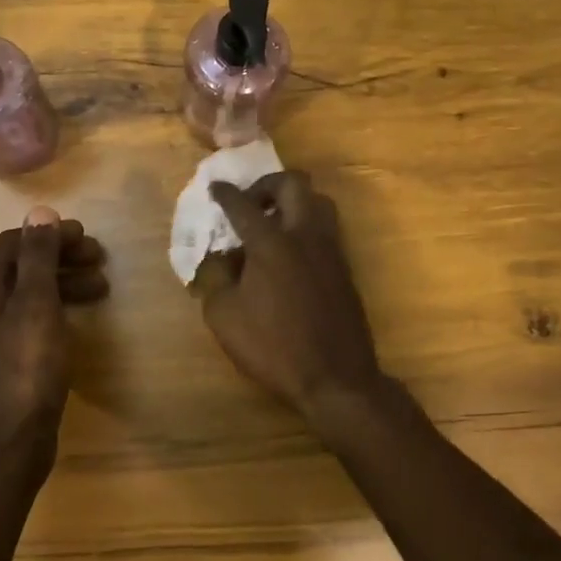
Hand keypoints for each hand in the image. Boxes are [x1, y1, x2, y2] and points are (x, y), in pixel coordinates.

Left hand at [0, 207, 107, 460]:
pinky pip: (27, 320)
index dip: (52, 235)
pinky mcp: (0, 360)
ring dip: (62, 284)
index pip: (14, 242)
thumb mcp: (36, 306)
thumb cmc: (24, 370)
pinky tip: (78, 319)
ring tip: (101, 289)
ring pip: (26, 294)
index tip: (89, 237)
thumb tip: (39, 212)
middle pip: (20, 267)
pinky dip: (54, 310)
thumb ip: (37, 258)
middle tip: (100, 260)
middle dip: (61, 258)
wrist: (5, 445)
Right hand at [196, 172, 383, 416]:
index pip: (243, 204)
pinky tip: (290, 253)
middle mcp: (305, 235)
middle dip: (267, 185)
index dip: (226, 193)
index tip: (216, 188)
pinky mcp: (344, 268)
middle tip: (251, 203)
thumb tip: (220, 257)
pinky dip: (306, 226)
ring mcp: (330, 249)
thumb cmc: (273, 346)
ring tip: (273, 225)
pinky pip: (326, 229)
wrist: (335, 376)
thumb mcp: (224, 315)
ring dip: (293, 202)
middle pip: (293, 184)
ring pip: (318, 202)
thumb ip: (215, 277)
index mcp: (271, 242)